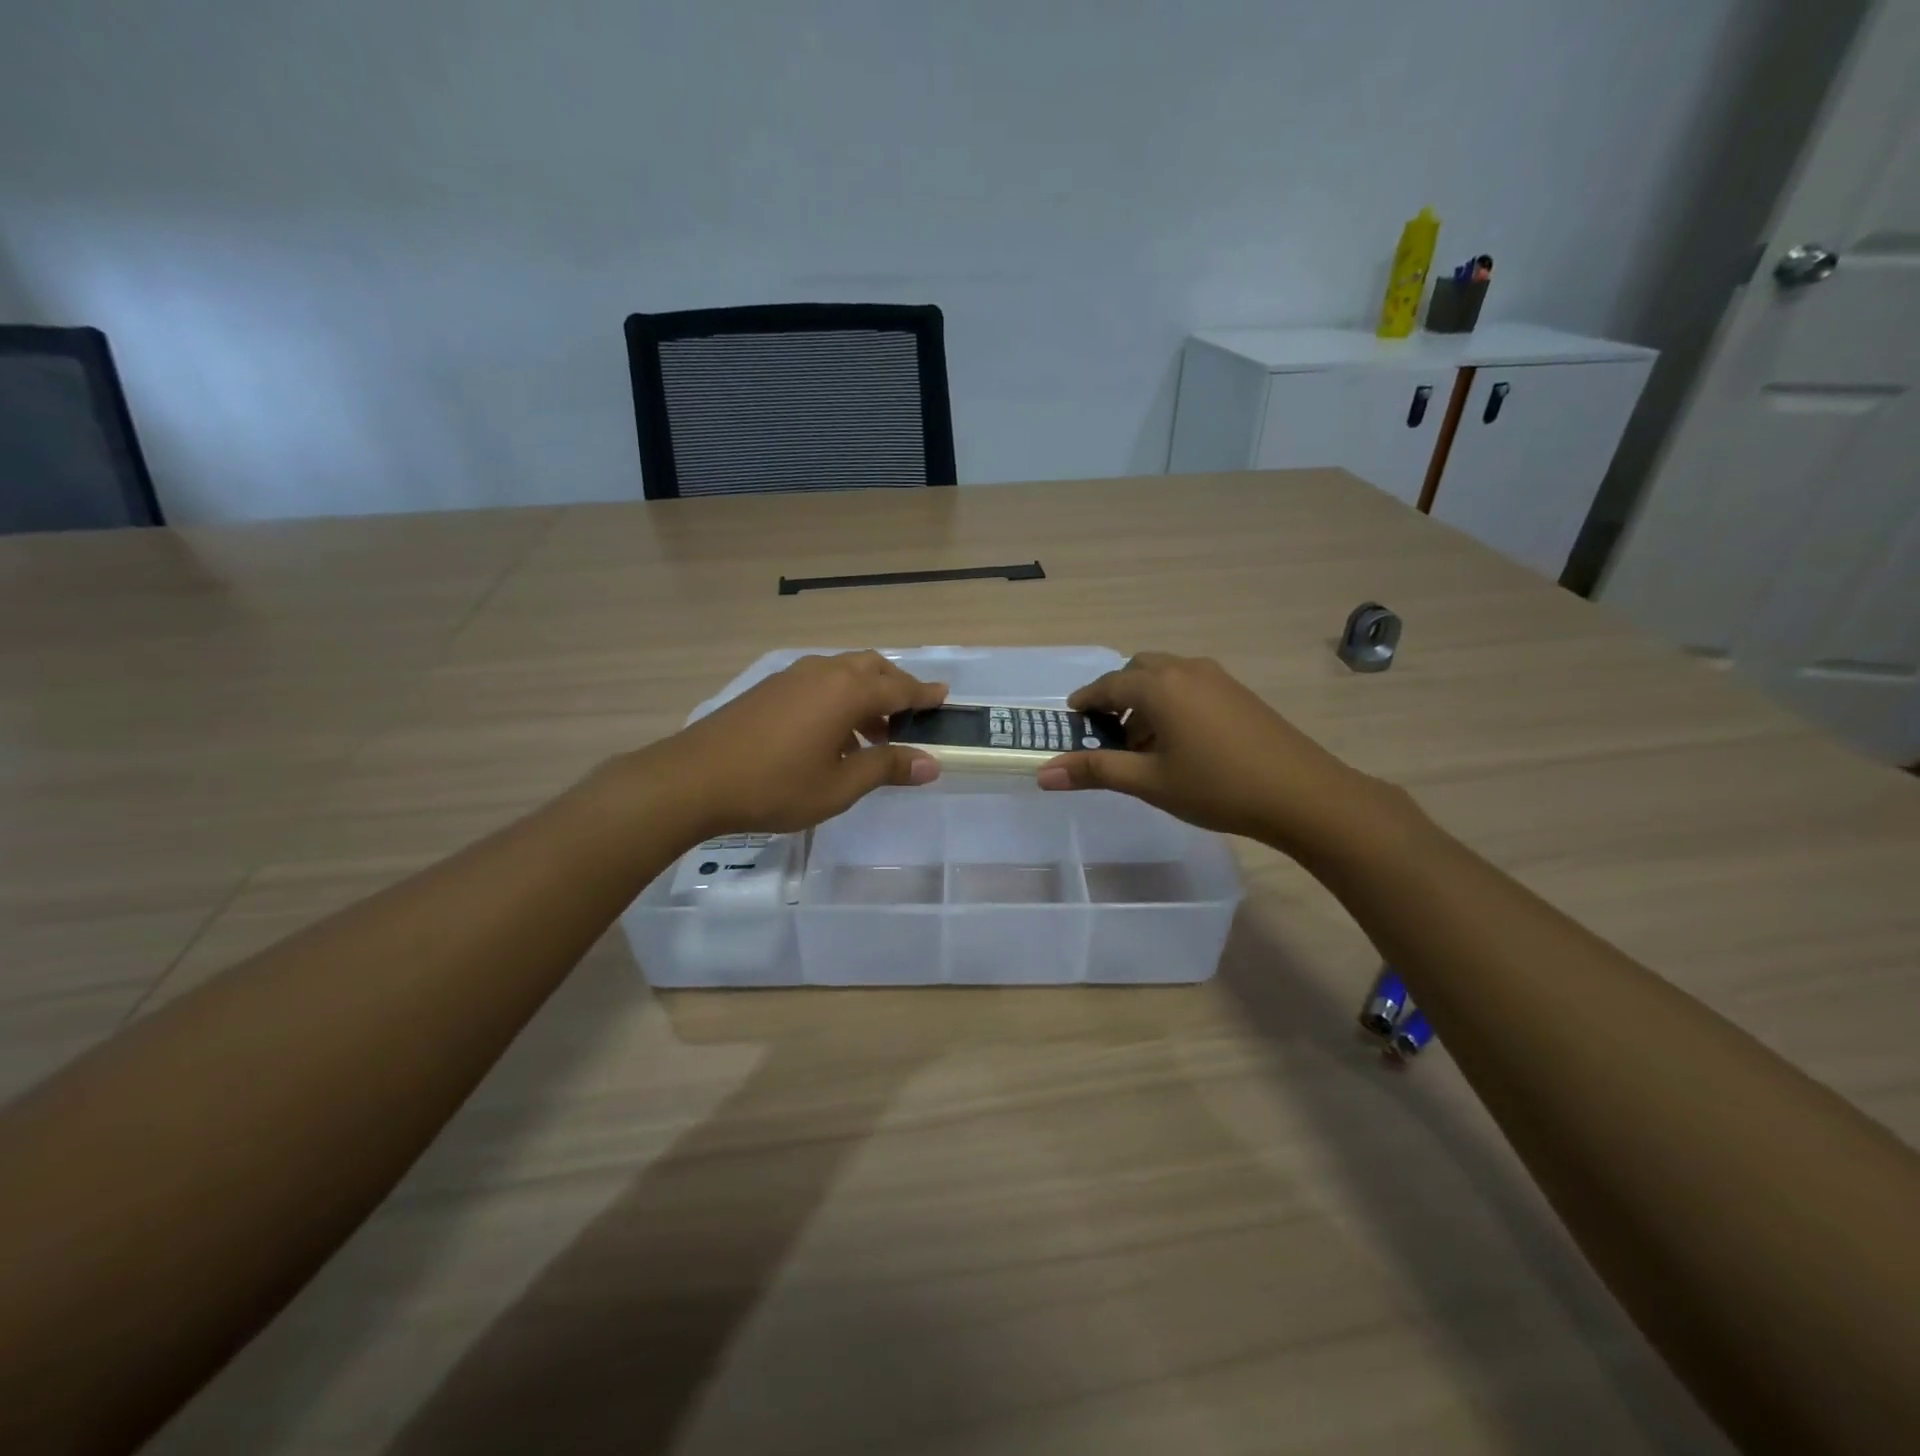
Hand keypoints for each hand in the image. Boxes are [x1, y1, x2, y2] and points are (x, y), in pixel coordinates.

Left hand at [640, 651, 947, 838]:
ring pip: (843, 673)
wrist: (695, 778)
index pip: (900, 687)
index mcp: (847, 691)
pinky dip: (839, 698)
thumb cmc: (776, 786)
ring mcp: (792, 676)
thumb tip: (931, 764)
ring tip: (873, 734)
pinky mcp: (770, 688)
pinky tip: (832, 735)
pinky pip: (819, 682)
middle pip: (872, 668)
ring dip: (866, 694)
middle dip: (896, 688)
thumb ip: (886, 768)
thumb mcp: (840, 786)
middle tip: (909, 717)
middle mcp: (823, 672)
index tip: (944, 697)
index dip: (924, 695)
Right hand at [1036, 652, 1389, 850]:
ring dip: (1145, 700)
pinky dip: (1171, 702)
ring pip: (1165, 676)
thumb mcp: (1149, 782)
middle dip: (1116, 698)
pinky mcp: (1237, 691)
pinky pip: (1189, 685)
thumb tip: (1043, 773)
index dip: (1085, 702)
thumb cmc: (1216, 786)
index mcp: (1158, 686)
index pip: (1107, 686)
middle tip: (1107, 735)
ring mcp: (1216, 677)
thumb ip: (1095, 771)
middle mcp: (1184, 669)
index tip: (1072, 721)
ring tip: (1143, 745)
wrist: (1301, 794)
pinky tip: (1179, 742)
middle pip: (1136, 672)